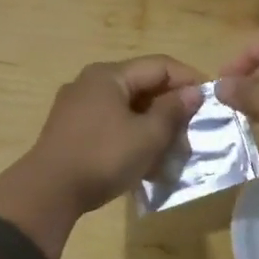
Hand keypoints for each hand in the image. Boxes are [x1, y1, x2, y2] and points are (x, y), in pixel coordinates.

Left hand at [0, 56, 205, 258]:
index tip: (211, 101)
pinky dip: (132, 136)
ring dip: (153, 125)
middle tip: (193, 130)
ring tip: (172, 150)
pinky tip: (146, 161)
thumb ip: (173, 111)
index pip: (159, 65)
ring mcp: (77, 107)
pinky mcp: (71, 131)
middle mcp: (91, 83)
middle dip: (171, 107)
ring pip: (127, 108)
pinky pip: (111, 124)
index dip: (189, 79)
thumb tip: (193, 92)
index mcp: (109, 75)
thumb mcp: (147, 136)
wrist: (48, 192)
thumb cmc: (103, 157)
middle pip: (142, 86)